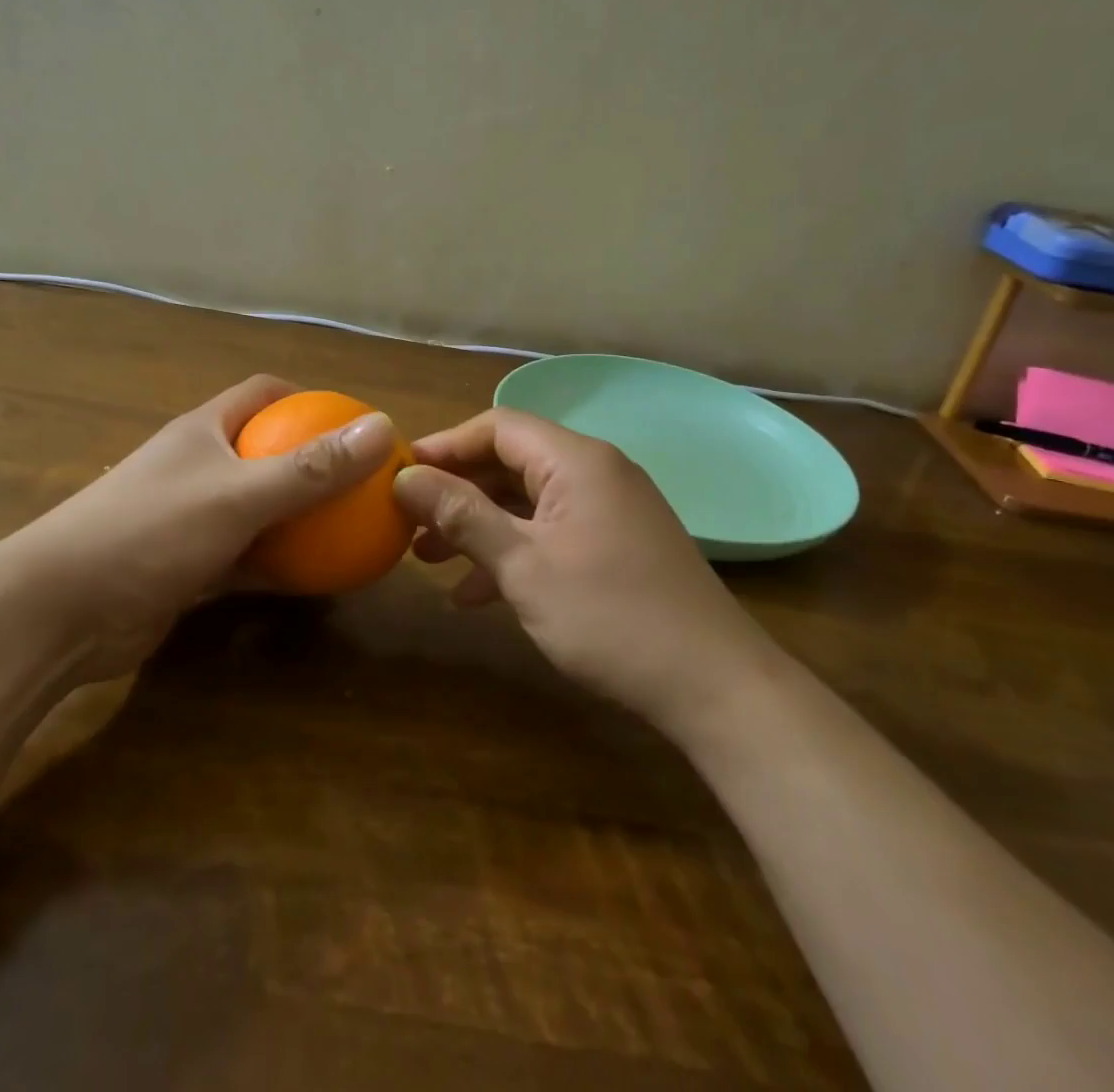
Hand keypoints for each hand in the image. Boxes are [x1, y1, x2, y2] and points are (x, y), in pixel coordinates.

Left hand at [2, 375, 396, 682]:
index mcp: (204, 431)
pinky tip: (316, 579)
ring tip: (352, 531)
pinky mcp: (187, 566)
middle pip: (266, 451)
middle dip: (313, 464)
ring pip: (259, 508)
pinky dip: (278, 563)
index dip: (310, 398)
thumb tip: (382, 427)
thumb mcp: (238, 495)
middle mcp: (198, 467)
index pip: (263, 393)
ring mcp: (191, 518)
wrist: (58, 613)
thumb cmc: (148, 532)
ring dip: (299, 518)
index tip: (355, 423)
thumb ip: (310, 467)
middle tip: (365, 485)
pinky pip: (246, 556)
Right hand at [393, 409, 766, 736]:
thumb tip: (406, 477)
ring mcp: (611, 510)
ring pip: (528, 502)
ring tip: (428, 558)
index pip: (497, 427)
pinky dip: (514, 552)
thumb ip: (462, 515)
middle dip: (457, 491)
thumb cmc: (610, 616)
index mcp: (576, 461)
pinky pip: (553, 532)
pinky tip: (476, 595)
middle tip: (408, 520)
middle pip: (511, 462)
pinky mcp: (619, 545)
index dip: (444, 446)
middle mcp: (596, 472)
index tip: (399, 475)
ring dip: (479, 525)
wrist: (714, 686)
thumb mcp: (523, 565)